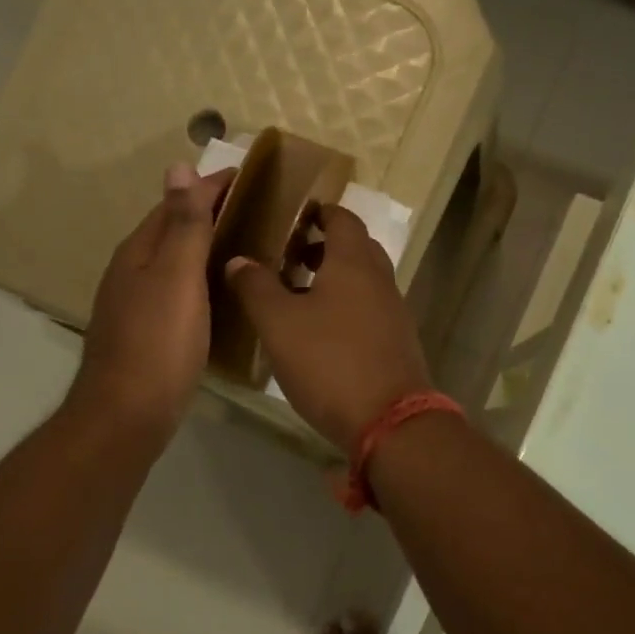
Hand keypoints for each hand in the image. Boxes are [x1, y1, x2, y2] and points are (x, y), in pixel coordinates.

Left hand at [70, 164, 235, 441]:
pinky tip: (223, 295)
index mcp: (139, 252)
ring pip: (175, 264)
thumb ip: (183, 225)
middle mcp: (133, 273)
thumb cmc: (158, 342)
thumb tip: (178, 165)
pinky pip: (179, 293)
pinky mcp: (148, 335)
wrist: (128, 414)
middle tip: (256, 209)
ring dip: (206, 249)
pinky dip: (202, 282)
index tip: (247, 175)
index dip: (209, 187)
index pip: (176, 204)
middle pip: (172, 232)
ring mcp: (137, 306)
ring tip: (247, 246)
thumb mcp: (176, 277)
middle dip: (208, 214)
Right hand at [222, 205, 432, 451]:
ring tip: (295, 295)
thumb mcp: (279, 324)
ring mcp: (393, 312)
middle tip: (287, 255)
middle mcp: (379, 279)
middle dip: (322, 246)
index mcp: (354, 262)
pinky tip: (318, 332)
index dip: (317, 212)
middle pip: (354, 248)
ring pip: (361, 281)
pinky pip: (367, 310)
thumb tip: (239, 259)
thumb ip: (256, 287)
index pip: (341, 218)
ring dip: (332, 279)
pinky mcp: (396, 343)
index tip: (291, 216)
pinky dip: (344, 307)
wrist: (389, 421)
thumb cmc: (329, 362)